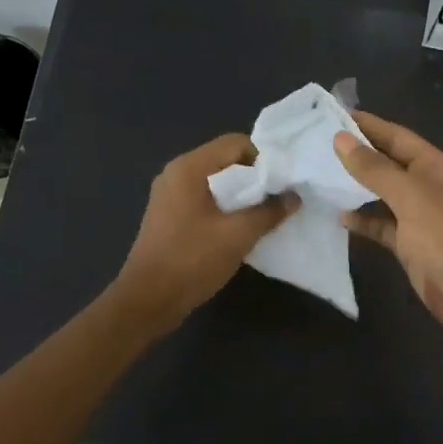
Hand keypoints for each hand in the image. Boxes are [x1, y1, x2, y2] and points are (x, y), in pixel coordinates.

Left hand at [112, 134, 297, 335]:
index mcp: (189, 168)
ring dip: (241, 196)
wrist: (148, 300)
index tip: (280, 185)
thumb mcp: (238, 235)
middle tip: (277, 201)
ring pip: (216, 182)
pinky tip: (239, 229)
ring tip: (263, 216)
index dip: (263, 159)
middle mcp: (176, 173)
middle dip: (254, 178)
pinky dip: (225, 208)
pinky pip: (204, 199)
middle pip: (225, 160)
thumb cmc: (192, 260)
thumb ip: (269, 212)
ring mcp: (170, 195)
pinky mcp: (170, 216)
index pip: (235, 143)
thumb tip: (294, 197)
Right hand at [334, 111, 442, 343]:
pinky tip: (339, 217)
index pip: (396, 136)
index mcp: (435, 166)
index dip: (367, 124)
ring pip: (382, 194)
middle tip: (316, 143)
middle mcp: (427, 186)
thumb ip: (374, 168)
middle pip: (388, 162)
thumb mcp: (410, 196)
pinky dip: (363, 220)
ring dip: (356, 186)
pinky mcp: (410, 244)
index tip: (331, 113)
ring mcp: (419, 216)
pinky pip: (382, 225)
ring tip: (319, 175)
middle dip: (357, 153)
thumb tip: (340, 139)